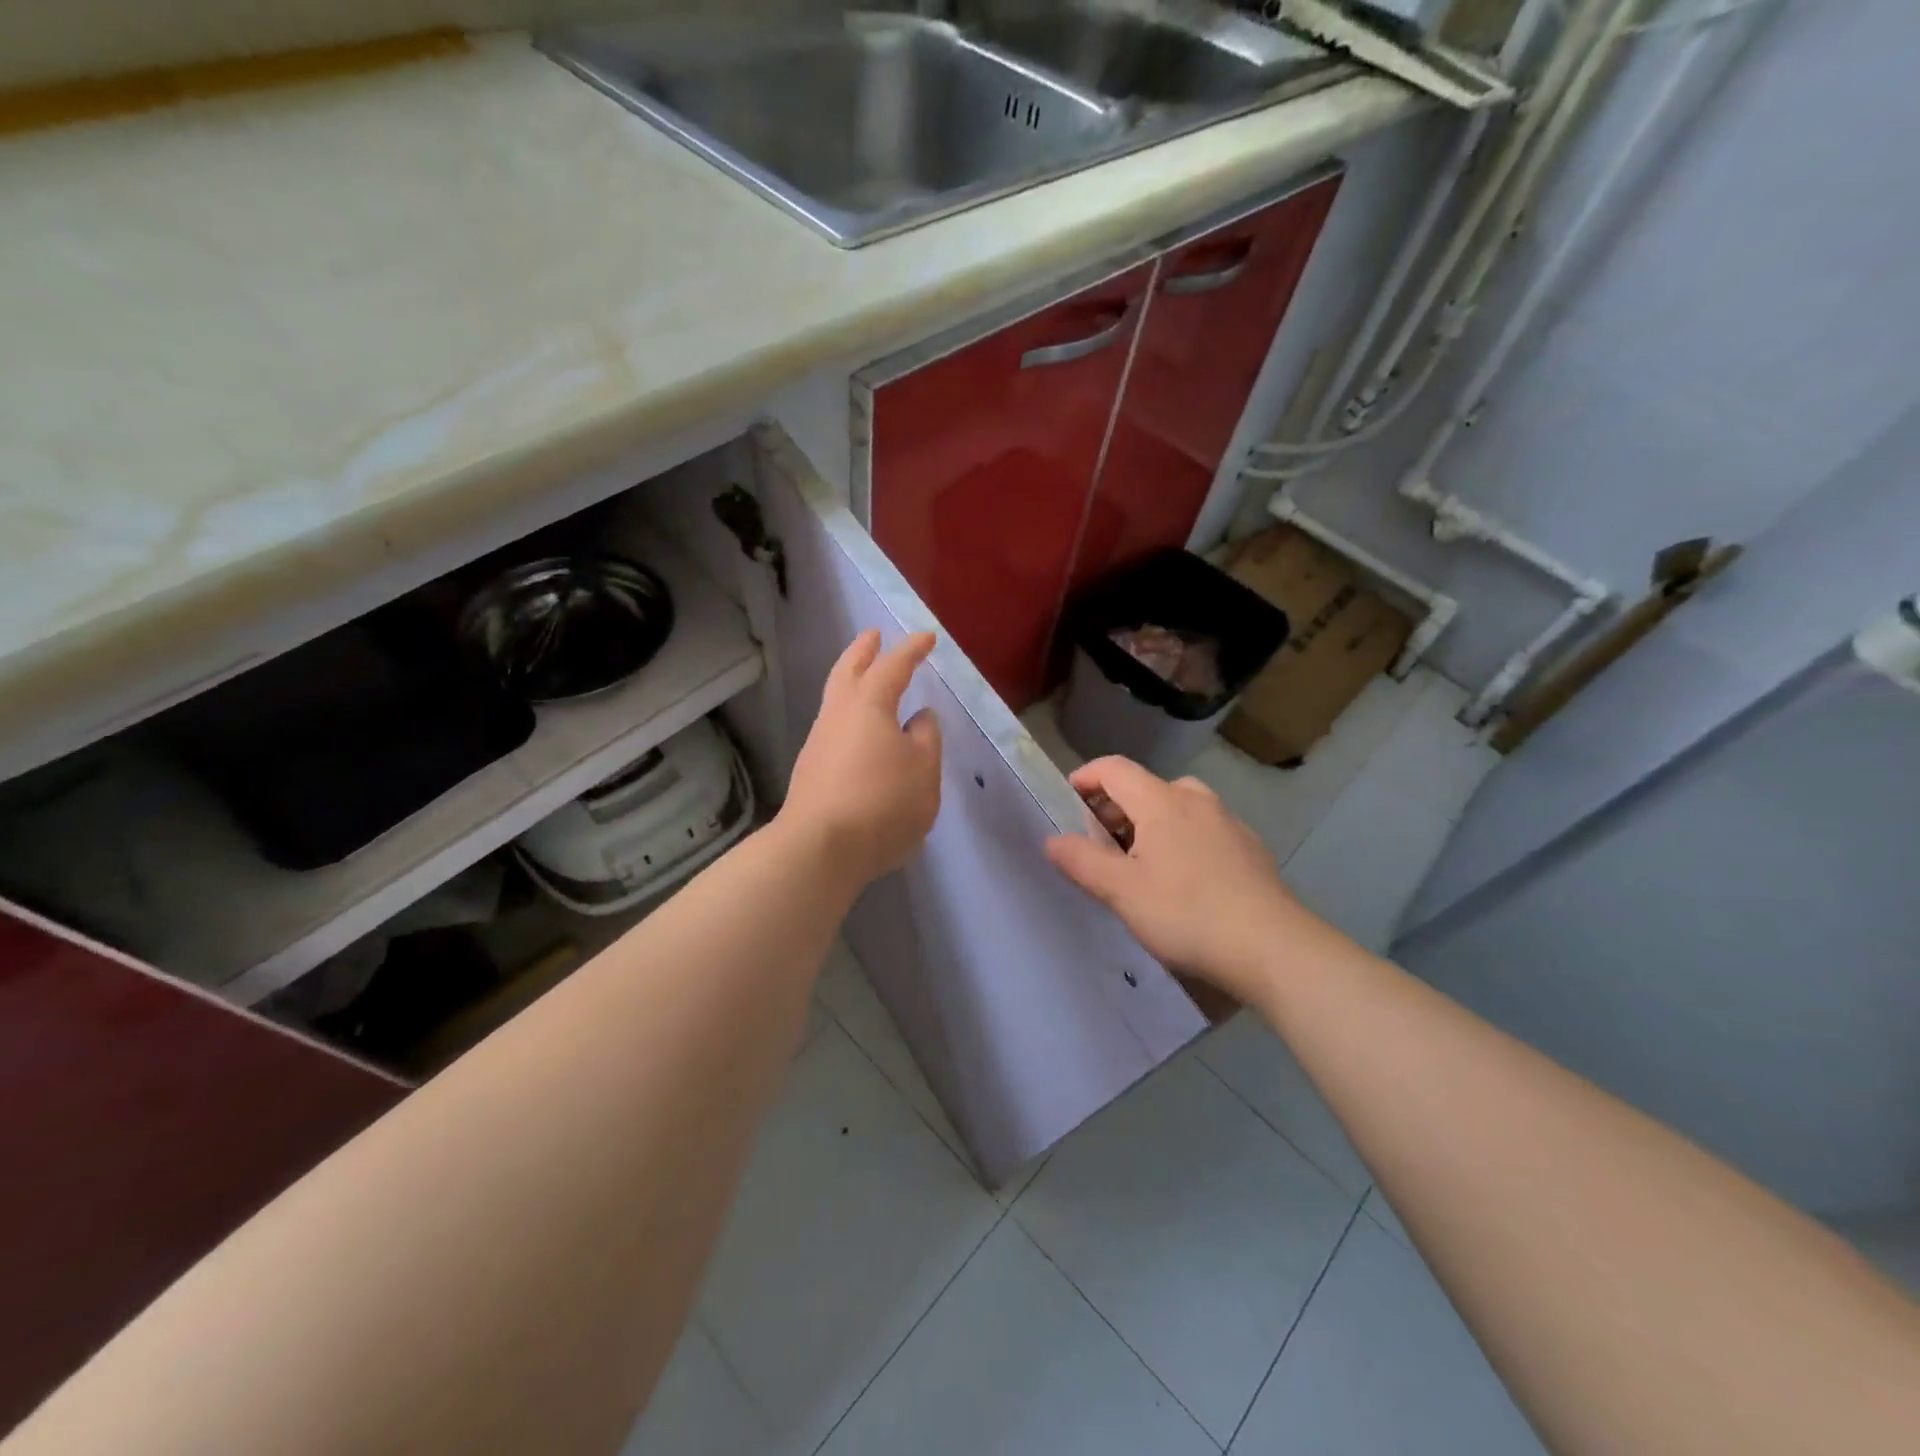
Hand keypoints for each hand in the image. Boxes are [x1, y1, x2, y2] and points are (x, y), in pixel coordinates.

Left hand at [779, 630, 942, 887]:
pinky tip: (861, 734)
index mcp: (868, 705)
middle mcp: (837, 715)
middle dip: (863, 651)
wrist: (820, 849)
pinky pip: (834, 728)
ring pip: (836, 700)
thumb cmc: (882, 802)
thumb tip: (919, 718)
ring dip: (852, 682)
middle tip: (873, 636)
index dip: (911, 650)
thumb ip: (926, 738)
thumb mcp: (923, 770)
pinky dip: (850, 717)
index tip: (926, 638)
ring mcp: (819, 743)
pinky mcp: (811, 771)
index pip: (893, 666)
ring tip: (868, 682)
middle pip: (848, 671)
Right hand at [1046, 756, 1307, 1001]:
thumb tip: (1052, 840)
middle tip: (1097, 845)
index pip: (1113, 768)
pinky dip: (1179, 839)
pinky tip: (1181, 880)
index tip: (1066, 804)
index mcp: (1161, 801)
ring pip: (1175, 807)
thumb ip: (1082, 861)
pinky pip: (1201, 828)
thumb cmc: (1187, 913)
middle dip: (1113, 808)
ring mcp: (1227, 822)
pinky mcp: (1248, 848)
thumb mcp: (1121, 891)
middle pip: (1144, 786)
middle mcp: (1195, 800)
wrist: (1272, 947)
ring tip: (1137, 864)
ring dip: (1147, 823)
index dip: (1084, 778)